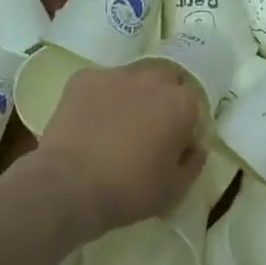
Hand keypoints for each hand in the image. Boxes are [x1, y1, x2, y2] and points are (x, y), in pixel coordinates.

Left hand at [34, 60, 206, 238]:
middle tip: (146, 128)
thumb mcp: (175, 189)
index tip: (173, 140)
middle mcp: (153, 79)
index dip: (184, 120)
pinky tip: (88, 122)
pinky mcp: (84, 78)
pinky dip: (98, 98)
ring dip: (130, 95)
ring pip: (131, 78)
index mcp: (181, 103)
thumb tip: (196, 145)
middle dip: (160, 98)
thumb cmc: (130, 190)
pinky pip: (99, 83)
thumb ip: (194, 161)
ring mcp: (116, 74)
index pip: (192, 100)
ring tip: (113, 124)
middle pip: (164, 80)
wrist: (70, 185)